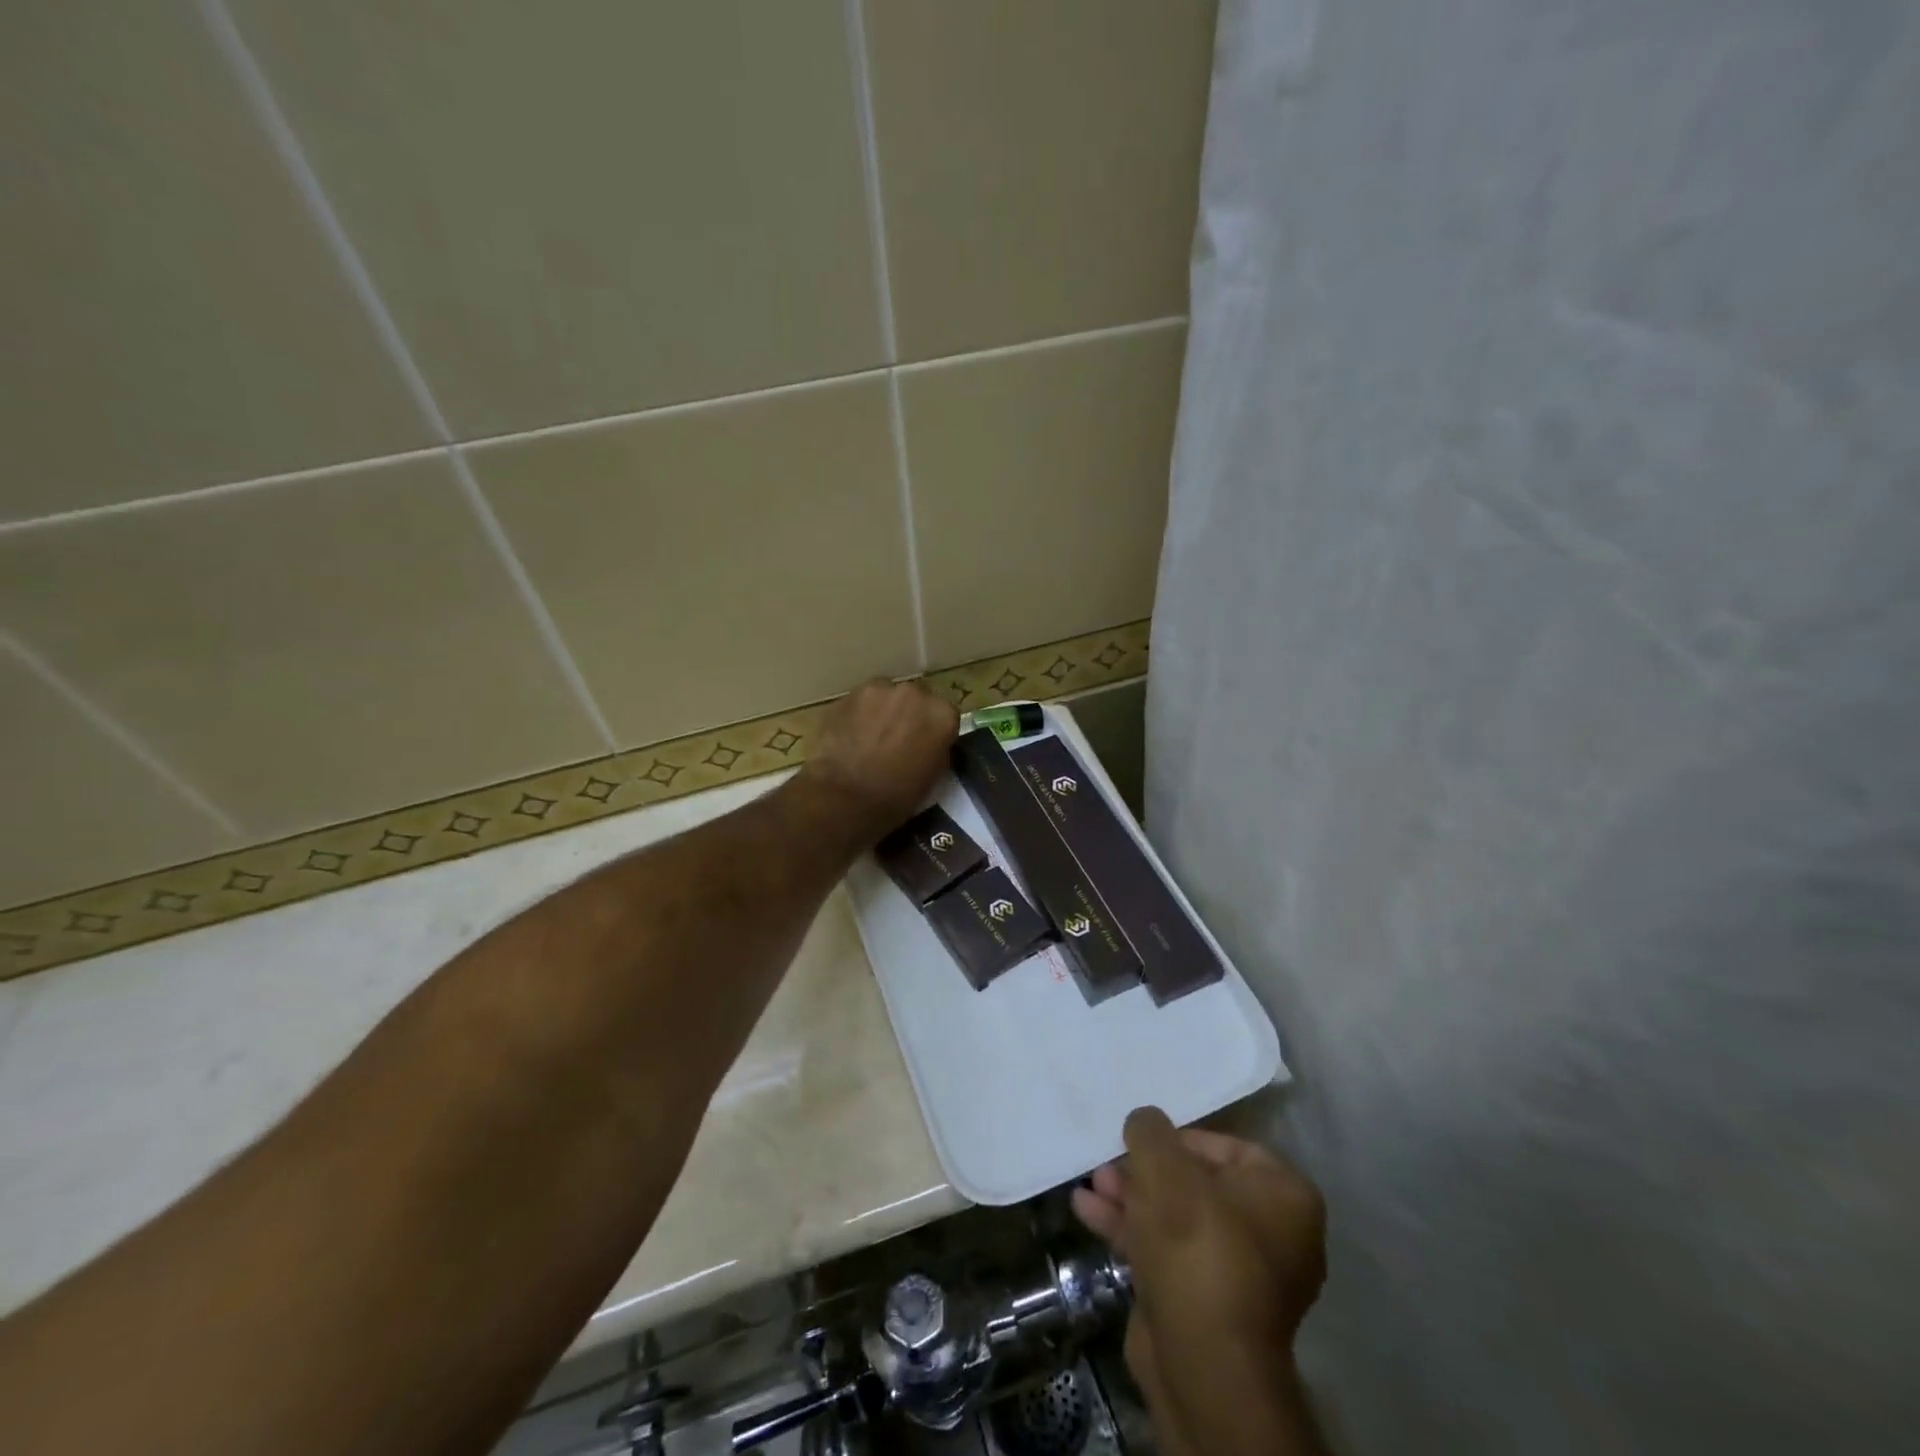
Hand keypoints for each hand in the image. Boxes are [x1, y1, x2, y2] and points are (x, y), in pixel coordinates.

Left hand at [799, 679, 958, 839]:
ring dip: (883, 711)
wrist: (844, 798)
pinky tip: (850, 736)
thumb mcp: (933, 778)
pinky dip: (858, 714)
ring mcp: (880, 690)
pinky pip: (860, 701)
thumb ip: (937, 750)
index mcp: (942, 715)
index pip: (945, 715)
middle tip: (896, 740)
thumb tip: (929, 743)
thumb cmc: (896, 797)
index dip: (933, 731)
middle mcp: (916, 693)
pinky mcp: (849, 694)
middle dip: (909, 715)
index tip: (924, 745)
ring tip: (870, 738)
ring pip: (886, 696)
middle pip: (916, 699)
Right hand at [1074, 1108, 1326, 1454]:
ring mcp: (1239, 1275)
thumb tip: (1144, 1121)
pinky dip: (1129, 1230)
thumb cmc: (1195, 1244)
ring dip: (1131, 1198)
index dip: (1180, 1137)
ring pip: (1177, 1218)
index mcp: (1285, 1198)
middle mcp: (1273, 1235)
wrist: (1201, 1362)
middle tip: (1109, 1160)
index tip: (1143, 1138)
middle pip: (1198, 1184)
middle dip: (1146, 1170)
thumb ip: (1150, 1131)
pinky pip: (1166, 1252)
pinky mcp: (1204, 1304)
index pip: (1230, 1147)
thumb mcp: (1164, 1166)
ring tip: (1091, 1182)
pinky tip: (1086, 1211)